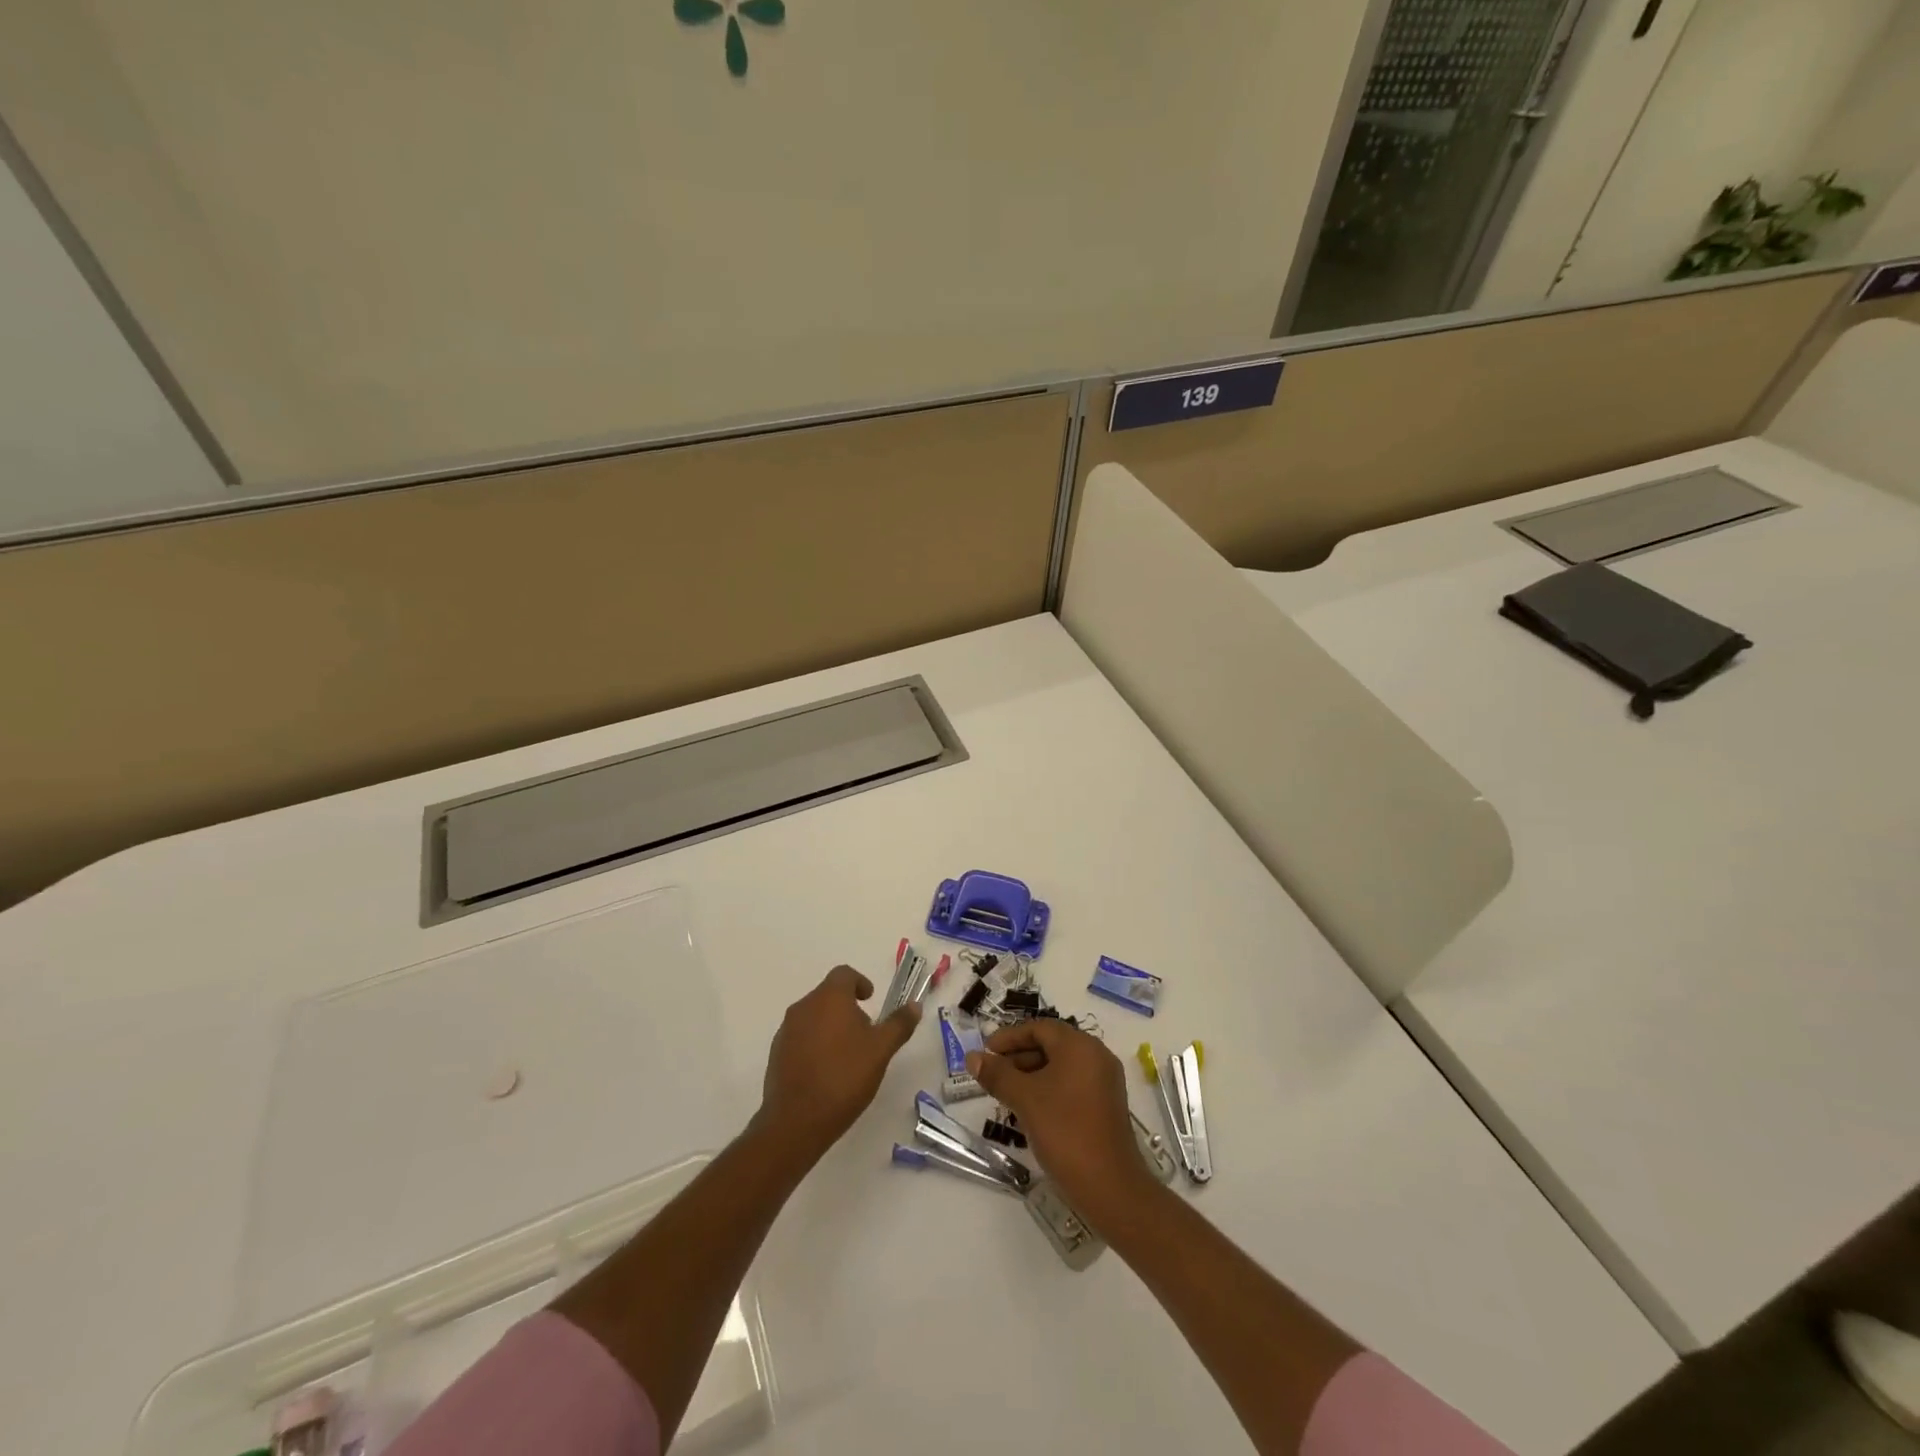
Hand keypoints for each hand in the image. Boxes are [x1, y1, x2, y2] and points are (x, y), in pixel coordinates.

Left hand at [756, 965, 919, 1159]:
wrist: (796, 1121)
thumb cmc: (844, 1077)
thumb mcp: (881, 1050)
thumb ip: (898, 1024)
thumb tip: (914, 1005)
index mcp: (829, 998)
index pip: (844, 974)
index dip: (860, 982)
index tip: (870, 1000)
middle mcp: (803, 1007)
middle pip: (828, 995)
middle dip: (847, 1007)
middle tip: (865, 1033)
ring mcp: (786, 1031)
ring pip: (813, 1017)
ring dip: (830, 1026)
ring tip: (847, 1055)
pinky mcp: (776, 1054)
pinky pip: (800, 1038)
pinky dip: (815, 1044)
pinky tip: (826, 1071)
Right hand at [967, 1020, 1161, 1226]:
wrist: (1110, 1187)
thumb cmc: (1064, 1131)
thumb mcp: (1025, 1099)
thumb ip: (997, 1074)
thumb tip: (972, 1057)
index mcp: (1080, 1046)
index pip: (1039, 1028)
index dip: (1009, 1037)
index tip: (986, 1052)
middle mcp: (1096, 1056)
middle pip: (1051, 1045)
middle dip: (1018, 1056)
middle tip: (992, 1074)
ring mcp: (1104, 1082)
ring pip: (1061, 1067)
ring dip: (1031, 1074)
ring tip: (1005, 1094)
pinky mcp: (1106, 1105)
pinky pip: (1071, 1085)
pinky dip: (1048, 1089)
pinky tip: (1029, 1110)